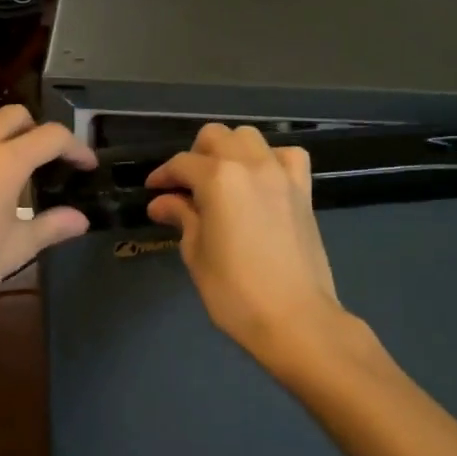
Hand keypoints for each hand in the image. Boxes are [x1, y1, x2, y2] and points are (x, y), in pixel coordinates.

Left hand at [0, 105, 95, 341]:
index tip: (86, 166)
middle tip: (49, 162)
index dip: (76, 147)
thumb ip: (51, 227)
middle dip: (38, 131)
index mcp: (3, 162)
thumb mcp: (14, 250)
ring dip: (2, 131)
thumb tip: (80, 219)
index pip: (51, 136)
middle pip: (14, 116)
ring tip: (12, 164)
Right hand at [145, 124, 344, 359]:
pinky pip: (287, 156)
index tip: (153, 191)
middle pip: (216, 137)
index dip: (162, 176)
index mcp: (218, 179)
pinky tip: (260, 181)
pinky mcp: (303, 191)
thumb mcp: (196, 254)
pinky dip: (269, 160)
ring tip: (220, 180)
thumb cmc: (235, 292)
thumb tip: (162, 202)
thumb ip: (182, 218)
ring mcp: (281, 175)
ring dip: (230, 150)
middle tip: (185, 186)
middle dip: (195, 155)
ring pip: (250, 138)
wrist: (295, 318)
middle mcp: (250, 165)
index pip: (182, 164)